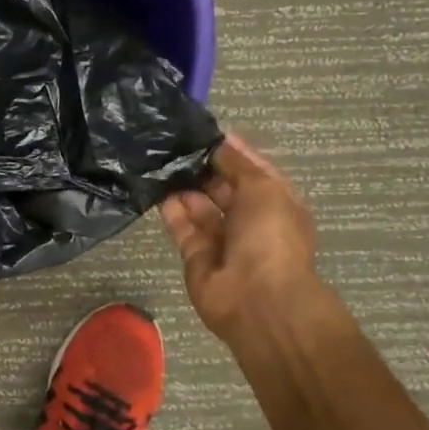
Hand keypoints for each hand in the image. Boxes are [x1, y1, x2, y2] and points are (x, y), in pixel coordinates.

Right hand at [160, 135, 317, 342]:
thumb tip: (218, 141)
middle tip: (172, 143)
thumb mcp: (262, 187)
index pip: (250, 169)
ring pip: (198, 205)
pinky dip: (169, 207)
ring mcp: (222, 239)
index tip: (201, 130)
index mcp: (275, 203)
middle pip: (222, 187)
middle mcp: (250, 220)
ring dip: (182, 185)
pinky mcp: (195, 254)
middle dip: (201, 166)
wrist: (256, 299)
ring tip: (158, 159)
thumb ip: (236, 162)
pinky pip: (181, 225)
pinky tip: (153, 185)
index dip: (229, 150)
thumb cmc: (270, 236)